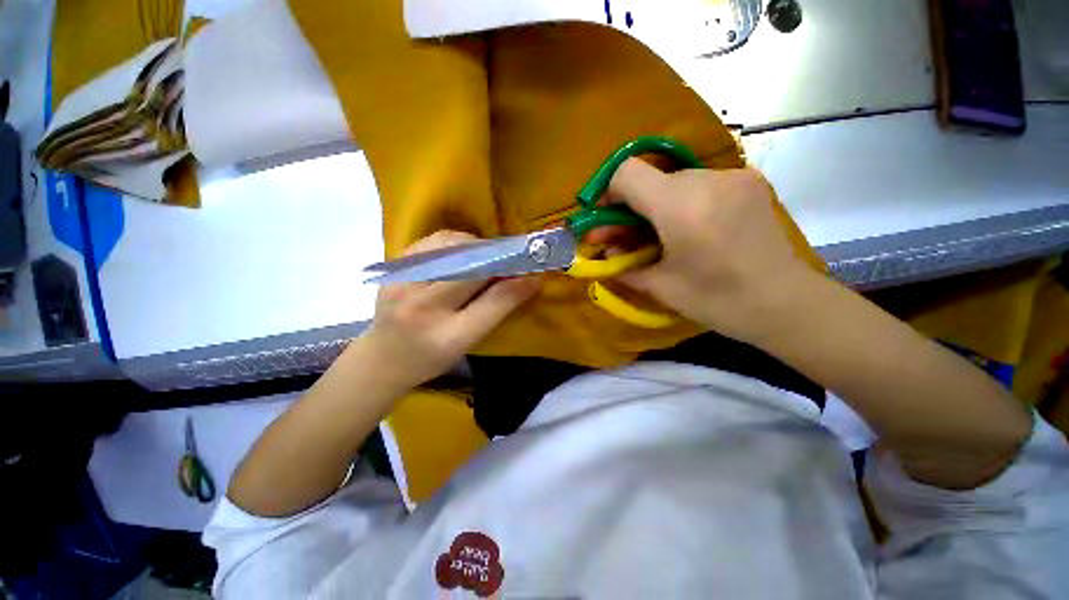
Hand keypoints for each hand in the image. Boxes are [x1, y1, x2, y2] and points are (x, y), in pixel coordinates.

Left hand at [362, 230, 539, 387]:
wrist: (383, 357)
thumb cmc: (431, 358)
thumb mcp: (468, 343)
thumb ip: (497, 310)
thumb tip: (527, 281)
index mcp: (445, 337)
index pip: (492, 303)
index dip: (517, 285)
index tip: (535, 274)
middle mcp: (421, 307)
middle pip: (471, 269)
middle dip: (498, 260)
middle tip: (513, 260)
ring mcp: (402, 283)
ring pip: (451, 247)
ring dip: (477, 247)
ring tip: (487, 256)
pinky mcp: (394, 268)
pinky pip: (433, 241)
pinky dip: (456, 241)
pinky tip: (463, 252)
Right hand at [592, 159, 816, 343]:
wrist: (787, 305)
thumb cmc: (718, 301)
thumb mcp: (659, 287)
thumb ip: (623, 264)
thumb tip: (605, 250)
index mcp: (681, 206)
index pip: (627, 173)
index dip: (609, 194)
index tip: (608, 221)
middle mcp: (708, 179)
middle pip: (651, 179)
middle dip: (633, 206)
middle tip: (628, 237)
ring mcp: (733, 176)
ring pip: (674, 181)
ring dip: (658, 206)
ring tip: (661, 237)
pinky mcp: (749, 182)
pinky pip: (700, 185)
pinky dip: (683, 203)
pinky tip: (691, 229)